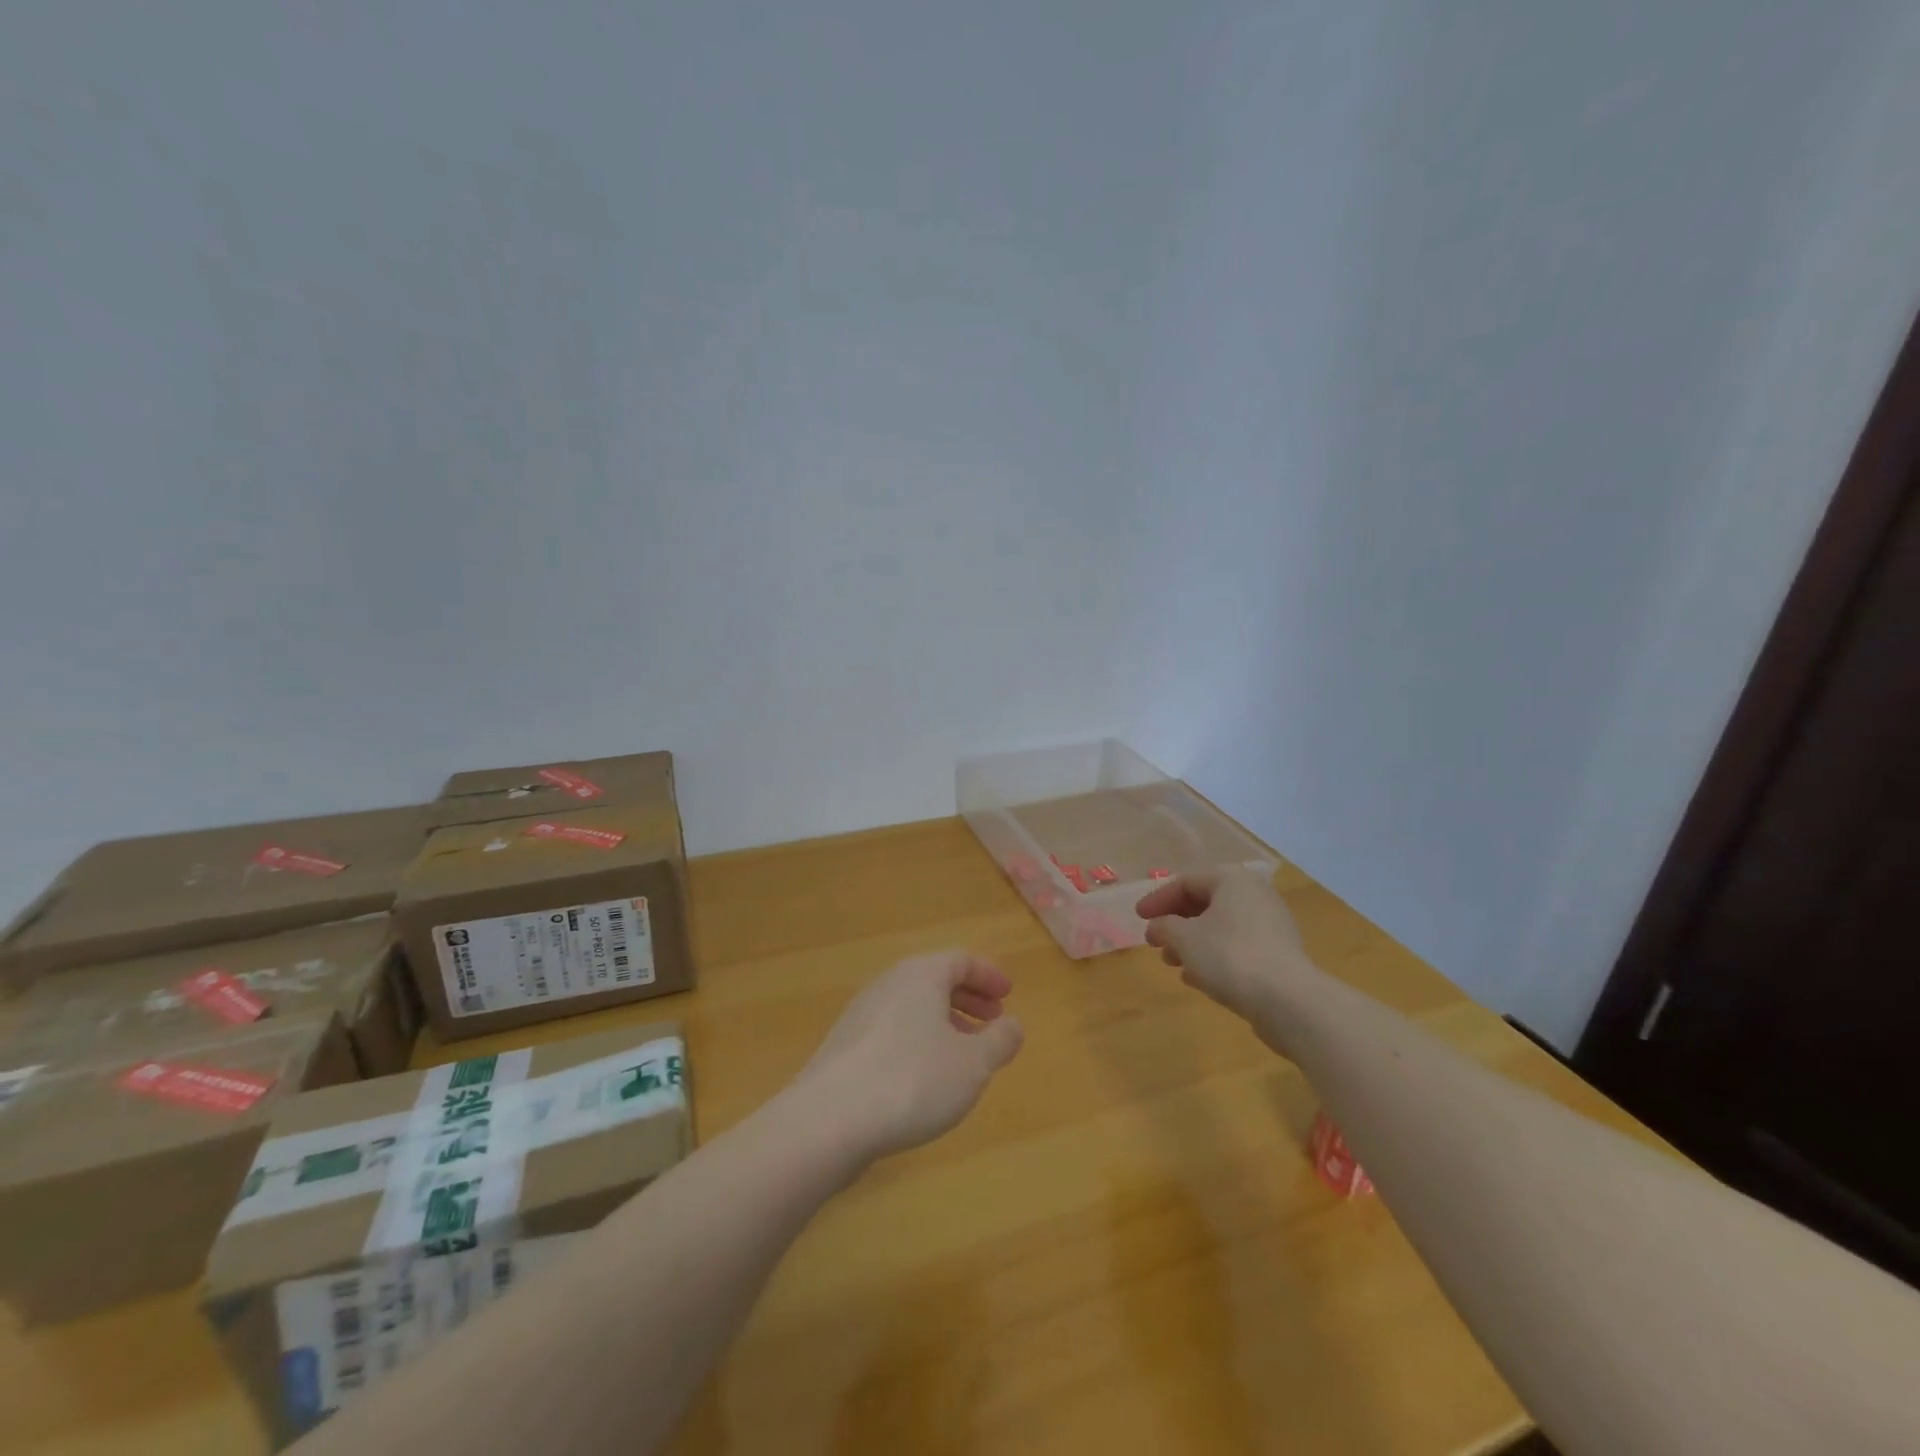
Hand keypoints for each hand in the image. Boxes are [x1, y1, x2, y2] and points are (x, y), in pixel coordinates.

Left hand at [795, 951, 1024, 1162]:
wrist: (828, 1121)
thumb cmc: (912, 1080)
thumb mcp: (972, 1064)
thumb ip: (999, 1040)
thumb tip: (1013, 1024)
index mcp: (921, 975)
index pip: (960, 960)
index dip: (988, 976)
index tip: (1009, 996)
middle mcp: (888, 984)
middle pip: (934, 980)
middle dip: (967, 998)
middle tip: (992, 1021)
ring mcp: (861, 1014)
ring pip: (912, 1007)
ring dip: (943, 1022)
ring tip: (963, 1055)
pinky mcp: (844, 1047)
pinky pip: (892, 1030)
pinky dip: (918, 1041)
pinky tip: (924, 1078)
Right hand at [1136, 868, 1317, 1035]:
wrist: (1289, 1002)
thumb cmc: (1229, 957)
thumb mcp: (1184, 938)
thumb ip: (1164, 927)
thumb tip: (1159, 927)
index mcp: (1232, 880)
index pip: (1186, 881)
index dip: (1157, 899)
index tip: (1139, 919)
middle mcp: (1255, 895)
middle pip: (1205, 903)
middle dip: (1176, 923)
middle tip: (1155, 942)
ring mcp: (1271, 926)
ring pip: (1221, 927)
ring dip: (1192, 942)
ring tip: (1173, 963)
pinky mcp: (1279, 955)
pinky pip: (1237, 947)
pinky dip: (1214, 956)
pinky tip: (1198, 978)